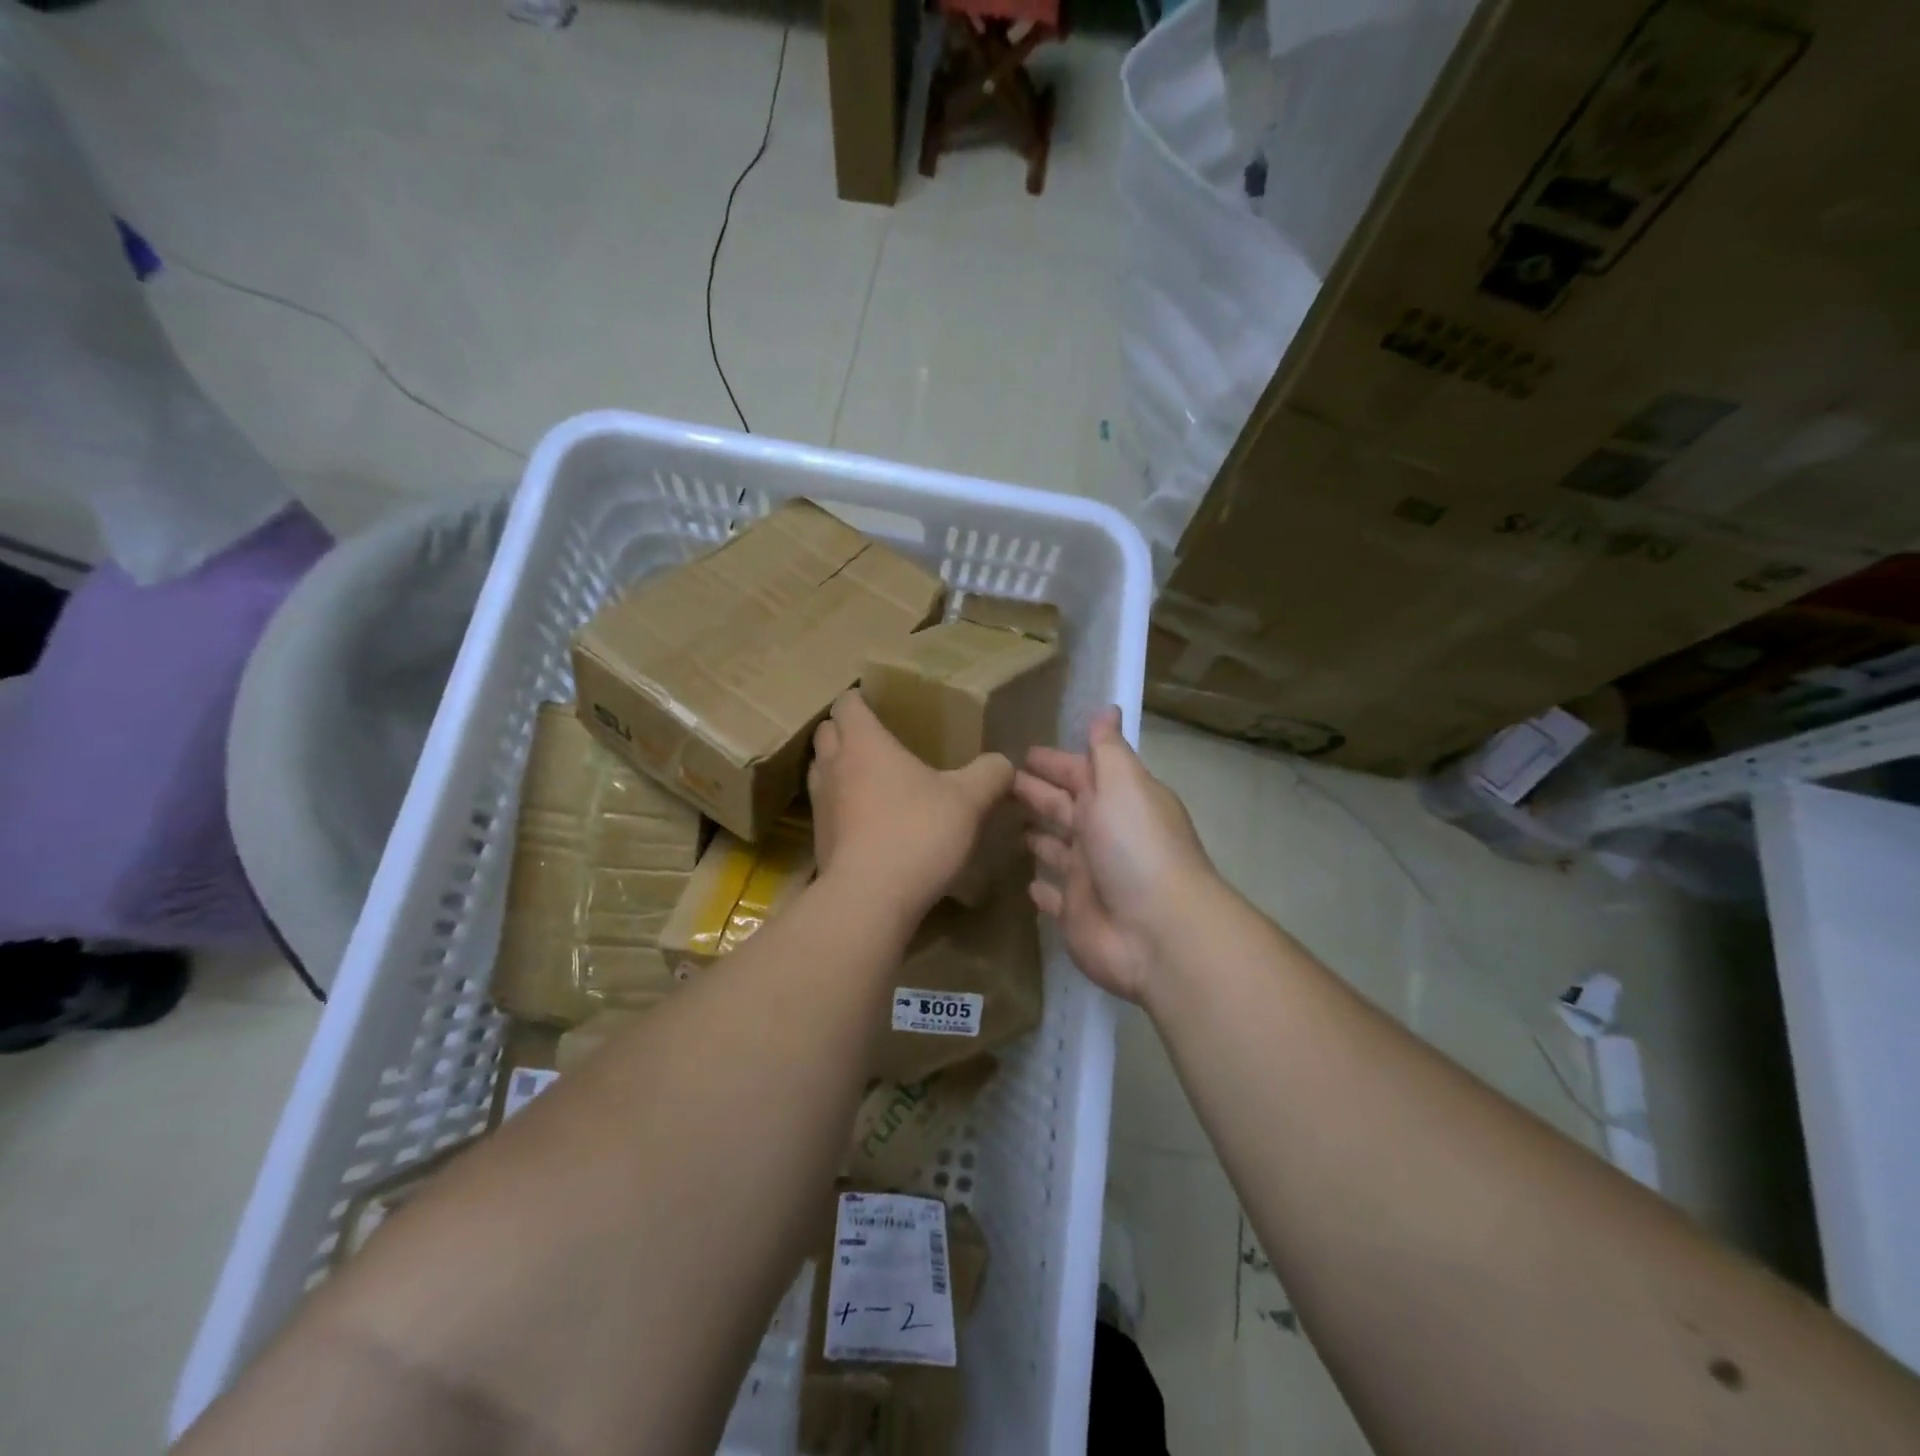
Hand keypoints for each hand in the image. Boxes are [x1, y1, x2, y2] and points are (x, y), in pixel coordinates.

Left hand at [807, 692, 1013, 913]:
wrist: (869, 898)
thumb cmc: (917, 832)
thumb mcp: (968, 800)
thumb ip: (989, 774)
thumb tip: (1004, 763)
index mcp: (864, 742)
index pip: (847, 702)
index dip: (860, 697)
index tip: (879, 702)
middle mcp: (834, 766)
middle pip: (827, 731)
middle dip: (845, 729)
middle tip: (877, 737)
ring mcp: (820, 804)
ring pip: (821, 769)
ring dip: (839, 766)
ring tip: (870, 775)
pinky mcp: (819, 838)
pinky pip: (825, 806)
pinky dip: (841, 803)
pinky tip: (868, 819)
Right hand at [1015, 708, 1215, 1002]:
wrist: (1157, 932)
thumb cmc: (1135, 847)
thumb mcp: (1123, 784)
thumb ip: (1108, 750)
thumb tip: (1107, 709)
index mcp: (1117, 801)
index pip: (1080, 773)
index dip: (1054, 762)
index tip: (1022, 752)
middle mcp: (1104, 835)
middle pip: (1065, 808)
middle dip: (1037, 793)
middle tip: (1000, 783)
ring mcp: (1090, 877)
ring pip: (1058, 850)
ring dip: (1039, 836)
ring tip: (1005, 825)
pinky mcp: (1076, 914)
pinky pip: (1054, 896)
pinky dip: (1042, 888)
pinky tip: (1026, 882)